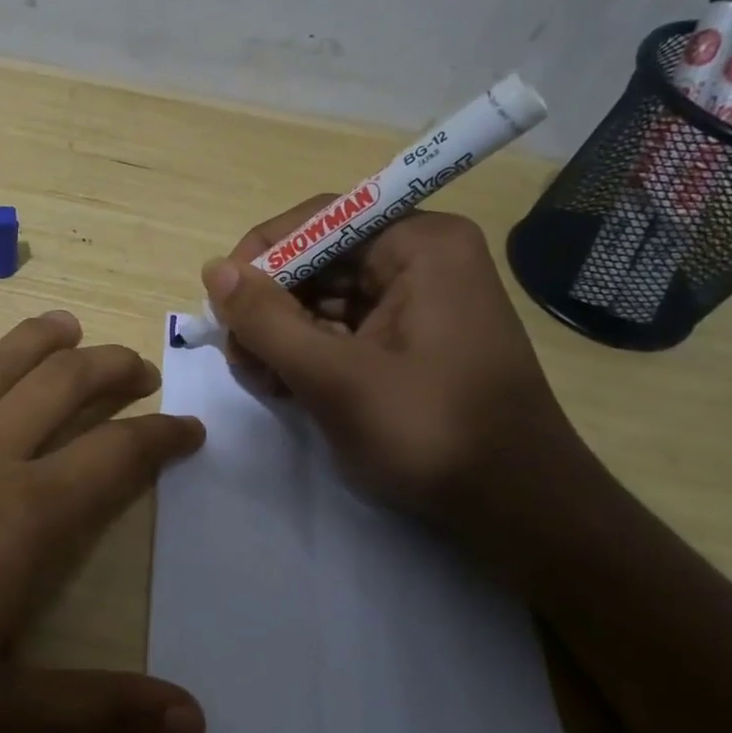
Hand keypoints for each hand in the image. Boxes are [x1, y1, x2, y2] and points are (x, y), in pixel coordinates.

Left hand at [0, 300, 206, 732]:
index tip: (191, 428)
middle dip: (106, 369)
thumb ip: (91, 717)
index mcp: (17, 516)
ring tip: (61, 322)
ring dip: (28, 341)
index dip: (160, 439)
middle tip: (138, 363)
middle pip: (57, 389)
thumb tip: (194, 723)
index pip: (114, 458)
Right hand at [207, 201, 580, 517]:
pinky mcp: (413, 342)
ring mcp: (420, 302)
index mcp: (420, 245)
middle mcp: (423, 260)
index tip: (221, 303)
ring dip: (284, 335)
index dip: (262, 254)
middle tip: (238, 356)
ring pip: (326, 299)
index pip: (320, 220)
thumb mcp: (335, 377)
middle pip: (320, 261)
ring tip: (262, 380)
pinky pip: (345, 329)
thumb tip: (213, 269)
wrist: (518, 512)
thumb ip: (266, 320)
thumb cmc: (430, 434)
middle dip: (271, 305)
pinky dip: (309, 354)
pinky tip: (286, 387)